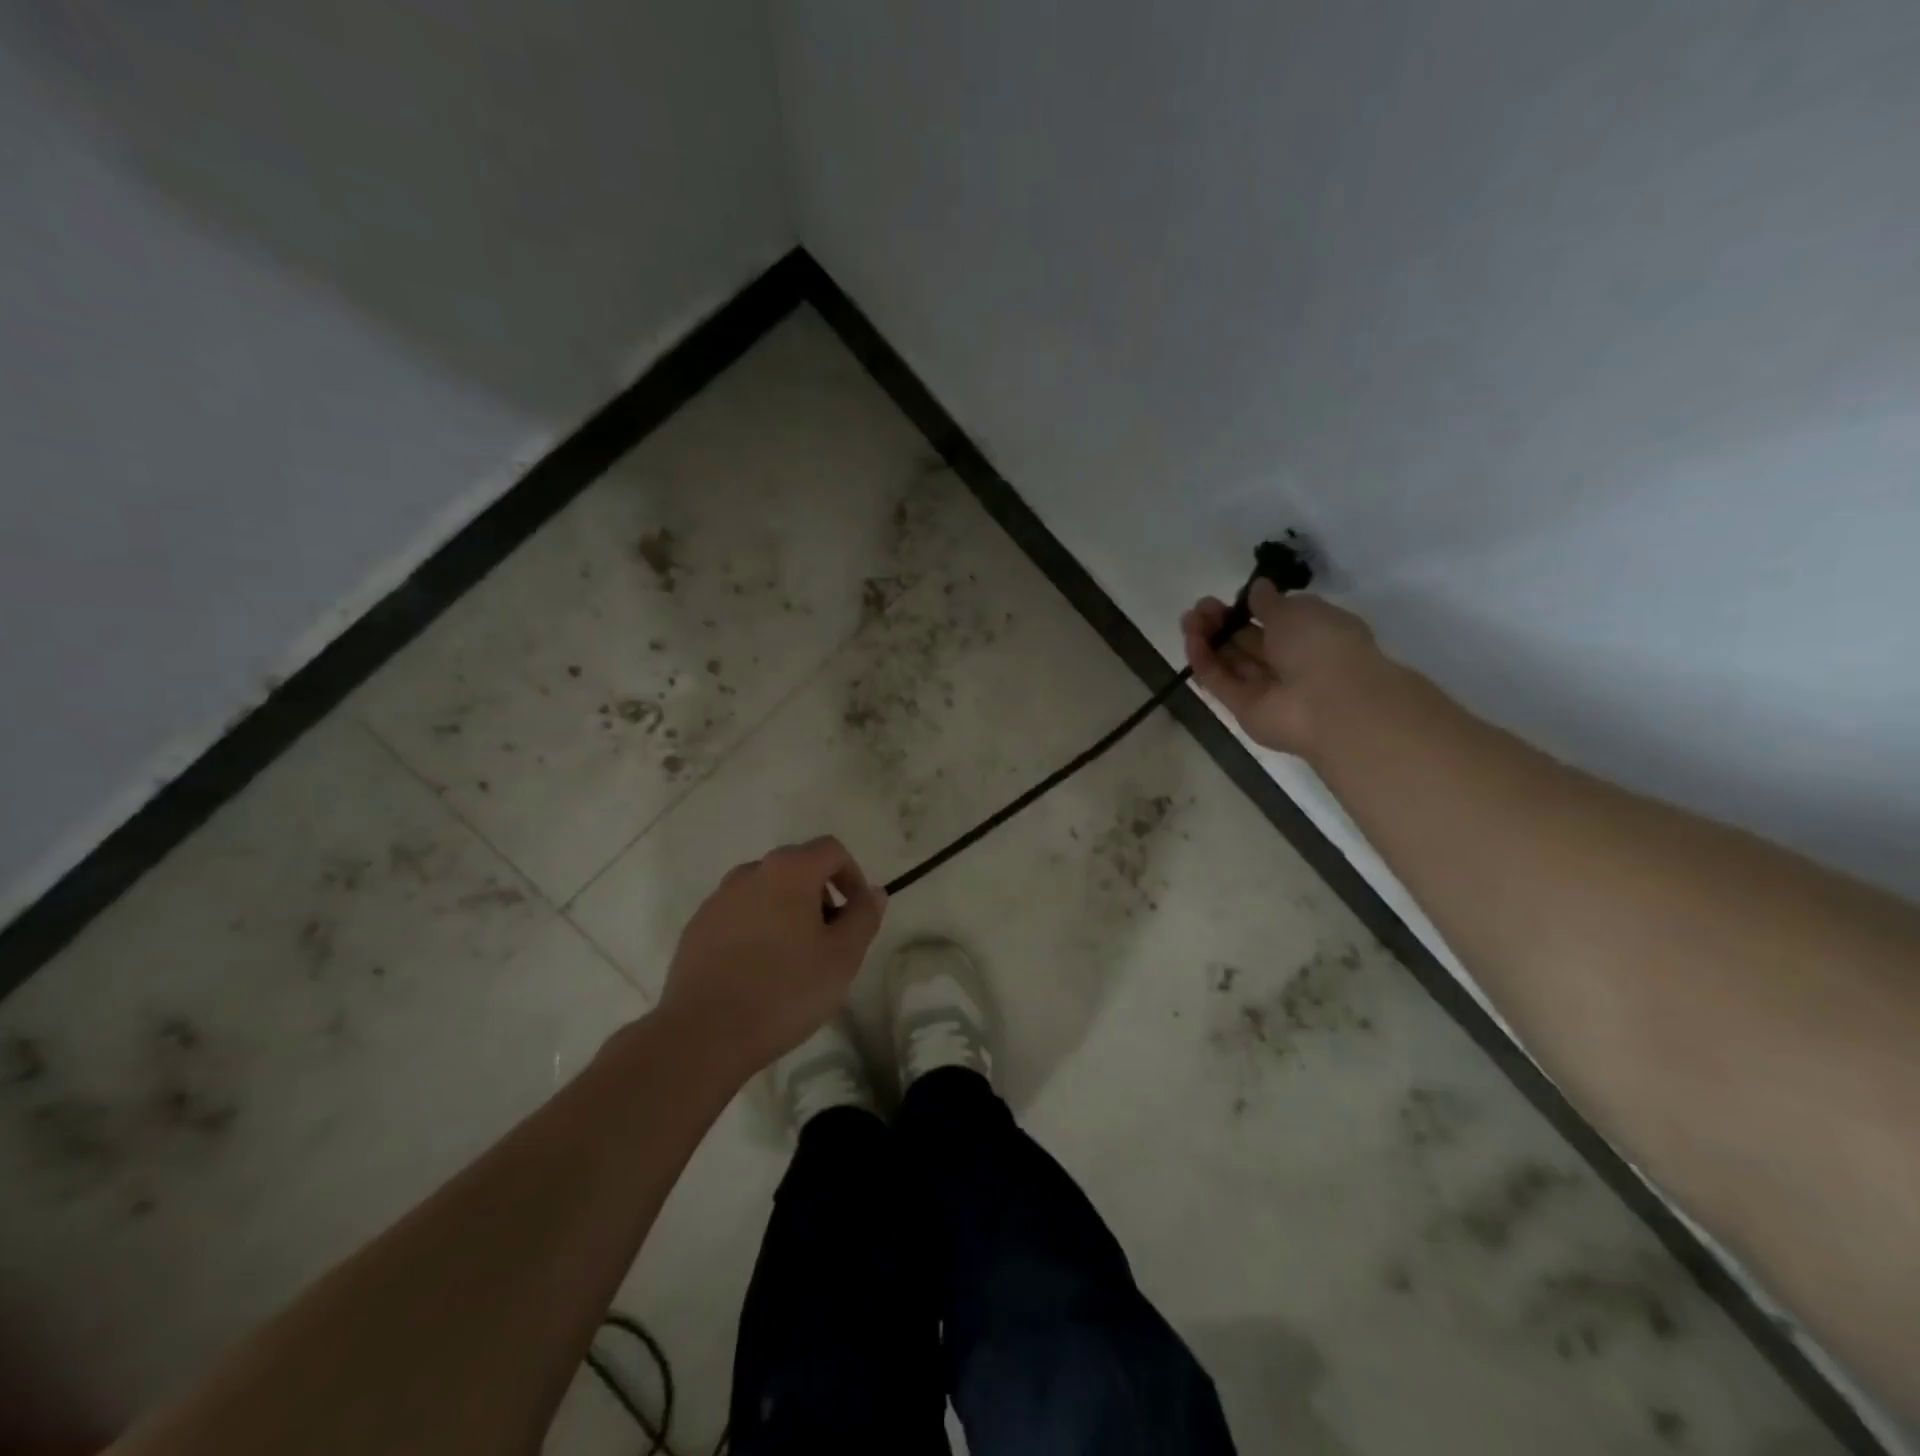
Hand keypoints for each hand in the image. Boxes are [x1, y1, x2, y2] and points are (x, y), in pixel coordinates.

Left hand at [655, 836, 885, 1075]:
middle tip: (830, 939)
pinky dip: (756, 929)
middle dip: (820, 894)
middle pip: (796, 867)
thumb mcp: (843, 957)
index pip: (831, 850)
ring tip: (794, 957)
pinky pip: (738, 915)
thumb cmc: (785, 990)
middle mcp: (750, 873)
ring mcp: (718, 900)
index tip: (857, 914)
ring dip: (787, 911)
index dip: (852, 876)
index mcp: (789, 870)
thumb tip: (874, 892)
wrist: (704, 1034)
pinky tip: (758, 971)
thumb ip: (864, 916)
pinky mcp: (696, 928)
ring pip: (765, 891)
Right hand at [1181, 584, 1379, 757]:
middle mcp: (1289, 661)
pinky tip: (1190, 640)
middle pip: (1247, 640)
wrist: (1328, 705)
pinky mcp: (1243, 708)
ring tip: (1188, 618)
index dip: (1252, 608)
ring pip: (1230, 660)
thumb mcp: (1298, 610)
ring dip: (1208, 638)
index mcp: (1313, 634)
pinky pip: (1220, 681)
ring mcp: (1265, 687)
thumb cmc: (1322, 646)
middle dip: (1223, 621)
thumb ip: (1271, 601)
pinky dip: (1204, 661)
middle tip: (1200, 606)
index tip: (1232, 597)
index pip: (1277, 620)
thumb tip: (1258, 589)